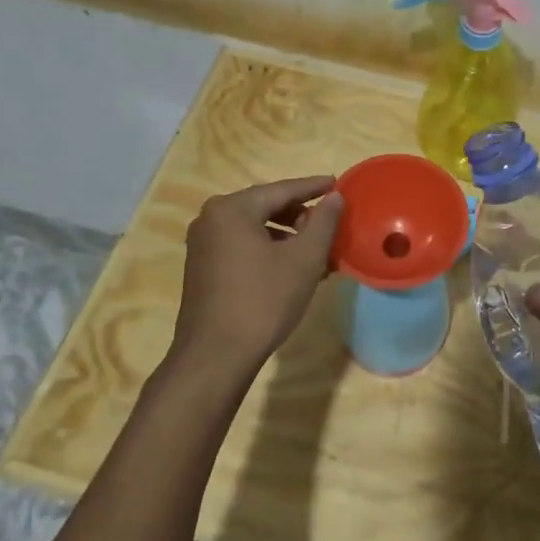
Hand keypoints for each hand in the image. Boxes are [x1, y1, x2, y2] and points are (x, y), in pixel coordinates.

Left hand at [166, 176, 344, 390]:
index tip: (337, 184)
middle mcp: (211, 219)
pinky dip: (268, 250)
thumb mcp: (304, 259)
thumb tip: (335, 197)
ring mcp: (202, 245)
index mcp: (232, 209)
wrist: (215, 357)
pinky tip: (291, 268)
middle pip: (265, 207)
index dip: (313, 187)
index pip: (282, 189)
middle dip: (301, 215)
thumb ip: (323, 222)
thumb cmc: (263, 300)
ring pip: (254, 229)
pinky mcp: (202, 268)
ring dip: (287, 236)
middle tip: (330, 223)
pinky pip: (242, 246)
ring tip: (317, 252)